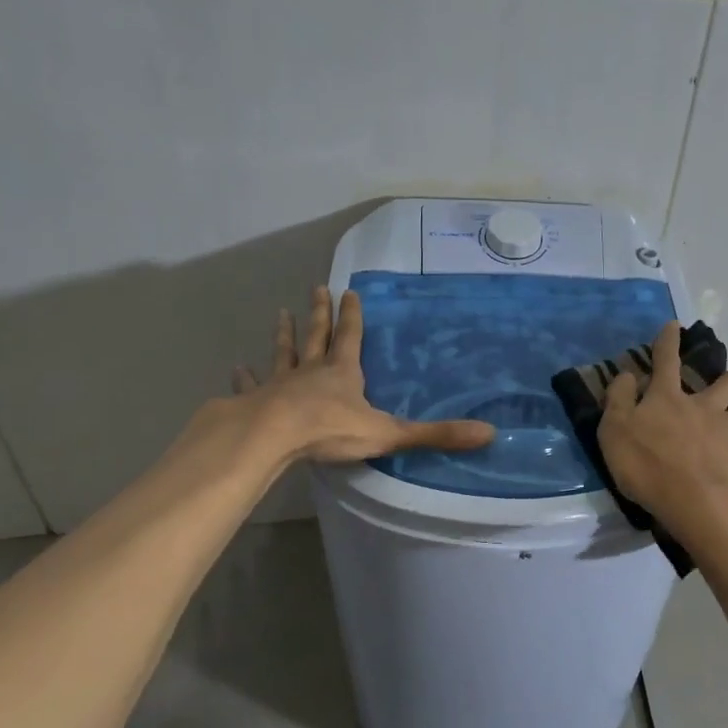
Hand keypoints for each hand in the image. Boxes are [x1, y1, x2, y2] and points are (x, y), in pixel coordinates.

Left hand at [240, 287, 495, 462]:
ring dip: (284, 334)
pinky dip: (246, 376)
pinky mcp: (256, 401)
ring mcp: (280, 385)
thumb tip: (489, 432)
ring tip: (281, 313)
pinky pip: (252, 385)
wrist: (272, 438)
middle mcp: (312, 371)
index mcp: (343, 373)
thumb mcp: (389, 433)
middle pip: (317, 336)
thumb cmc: (330, 430)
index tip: (349, 291)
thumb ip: (436, 434)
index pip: (351, 337)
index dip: (352, 315)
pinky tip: (238, 367)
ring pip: (285, 354)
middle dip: (319, 313)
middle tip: (316, 289)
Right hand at [597, 321, 727, 546]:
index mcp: (667, 398)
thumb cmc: (648, 467)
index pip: (666, 360)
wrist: (699, 502)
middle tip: (722, 392)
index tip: (674, 325)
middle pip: (727, 380)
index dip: (668, 340)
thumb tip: (627, 375)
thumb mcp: (614, 433)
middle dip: (727, 379)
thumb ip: (618, 400)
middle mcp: (703, 404)